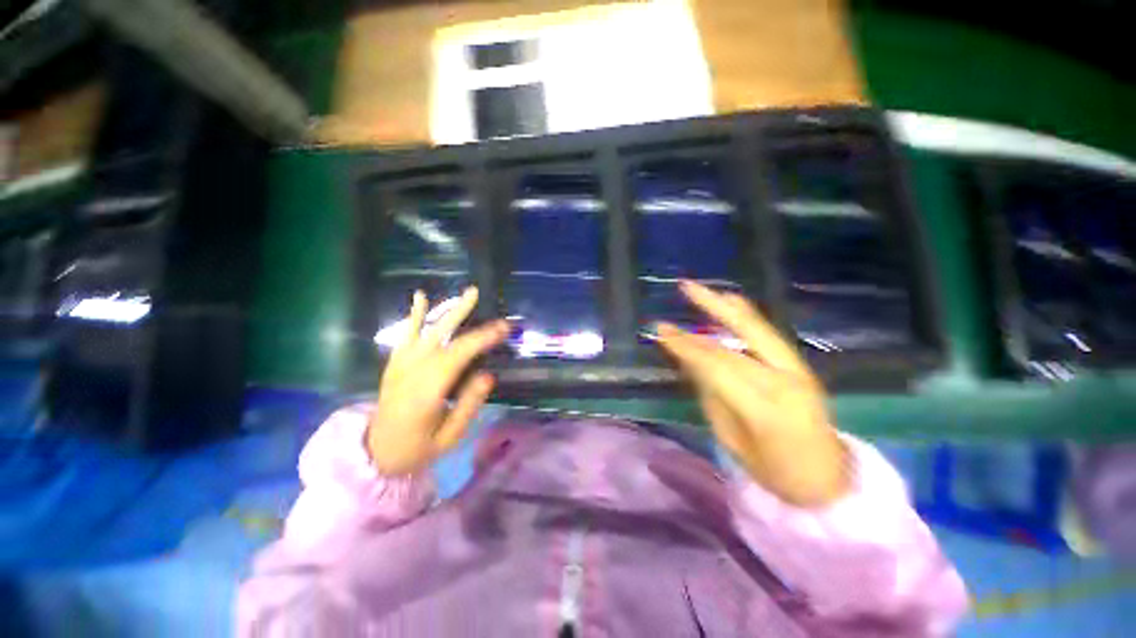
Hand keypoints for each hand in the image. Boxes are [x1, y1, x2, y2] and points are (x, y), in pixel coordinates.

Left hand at [367, 287, 509, 474]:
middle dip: (465, 316)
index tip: (503, 328)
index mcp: (427, 392)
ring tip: (467, 293)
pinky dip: (415, 315)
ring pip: (427, 331)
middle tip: (483, 298)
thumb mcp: (449, 437)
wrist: (375, 454)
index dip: (481, 339)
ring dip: (448, 310)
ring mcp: (400, 366)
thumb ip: (469, 405)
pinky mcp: (395, 364)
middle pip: (442, 337)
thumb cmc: (417, 448)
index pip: (458, 356)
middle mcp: (412, 372)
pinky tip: (421, 296)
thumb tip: (488, 375)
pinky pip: (406, 335)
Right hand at [652, 281, 848, 505]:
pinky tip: (732, 301)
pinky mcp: (800, 365)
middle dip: (709, 309)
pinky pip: (767, 334)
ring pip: (757, 328)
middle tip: (684, 288)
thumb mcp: (731, 439)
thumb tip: (690, 360)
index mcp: (765, 408)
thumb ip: (711, 395)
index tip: (661, 330)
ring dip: (726, 306)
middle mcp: (784, 380)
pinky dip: (746, 316)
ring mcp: (797, 369)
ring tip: (702, 289)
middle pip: (740, 336)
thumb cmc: (772, 469)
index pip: (717, 365)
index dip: (686, 345)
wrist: (826, 478)